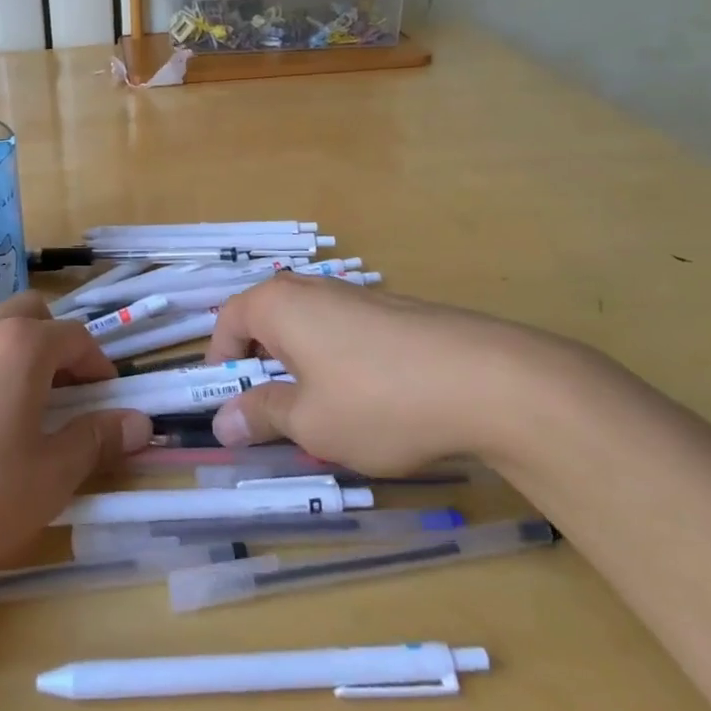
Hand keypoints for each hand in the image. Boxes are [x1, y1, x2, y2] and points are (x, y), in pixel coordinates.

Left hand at [0, 293, 152, 599]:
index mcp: (21, 347)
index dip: (99, 365)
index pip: (76, 337)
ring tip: (17, 403)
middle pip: (31, 314)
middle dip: (56, 343)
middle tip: (64, 393)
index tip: (106, 400)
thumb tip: (140, 422)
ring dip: (15, 349)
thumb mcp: (48, 479)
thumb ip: (96, 440)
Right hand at [202, 274, 545, 475]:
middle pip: (269, 321)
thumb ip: (261, 416)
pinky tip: (372, 402)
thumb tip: (222, 421)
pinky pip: (347, 333)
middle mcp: (312, 288)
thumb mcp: (309, 422)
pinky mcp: (396, 311)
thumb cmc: (378, 401)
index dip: (220, 362)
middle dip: (263, 366)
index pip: (227, 320)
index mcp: (278, 304)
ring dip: (303, 368)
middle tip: (273, 413)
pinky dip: (341, 364)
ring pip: (310, 329)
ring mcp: (358, 296)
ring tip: (325, 415)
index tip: (228, 404)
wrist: (489, 381)